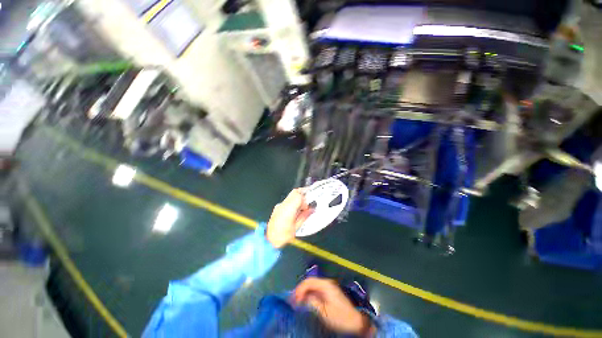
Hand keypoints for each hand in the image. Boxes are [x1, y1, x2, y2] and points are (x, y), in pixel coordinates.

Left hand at [266, 189, 312, 247]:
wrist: (269, 241)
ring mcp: (279, 206)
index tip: (307, 208)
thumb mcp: (296, 227)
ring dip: (297, 200)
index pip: (298, 196)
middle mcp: (283, 205)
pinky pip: (287, 201)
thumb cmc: (283, 237)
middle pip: (294, 192)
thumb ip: (304, 216)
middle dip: (302, 196)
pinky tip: (294, 212)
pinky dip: (292, 203)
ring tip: (300, 210)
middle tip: (306, 205)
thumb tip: (311, 210)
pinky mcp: (277, 208)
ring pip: (290, 196)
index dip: (305, 200)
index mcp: (288, 209)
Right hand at [293, 278, 374, 336]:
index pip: (309, 282)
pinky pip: (316, 291)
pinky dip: (309, 295)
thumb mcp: (324, 312)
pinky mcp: (329, 293)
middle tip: (293, 301)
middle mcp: (326, 283)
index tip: (293, 299)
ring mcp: (328, 288)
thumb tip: (302, 298)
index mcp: (326, 285)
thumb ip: (312, 302)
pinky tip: (305, 302)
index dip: (299, 289)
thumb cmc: (340, 317)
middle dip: (300, 290)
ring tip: (297, 302)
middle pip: (310, 283)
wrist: (355, 322)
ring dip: (304, 293)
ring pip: (312, 286)